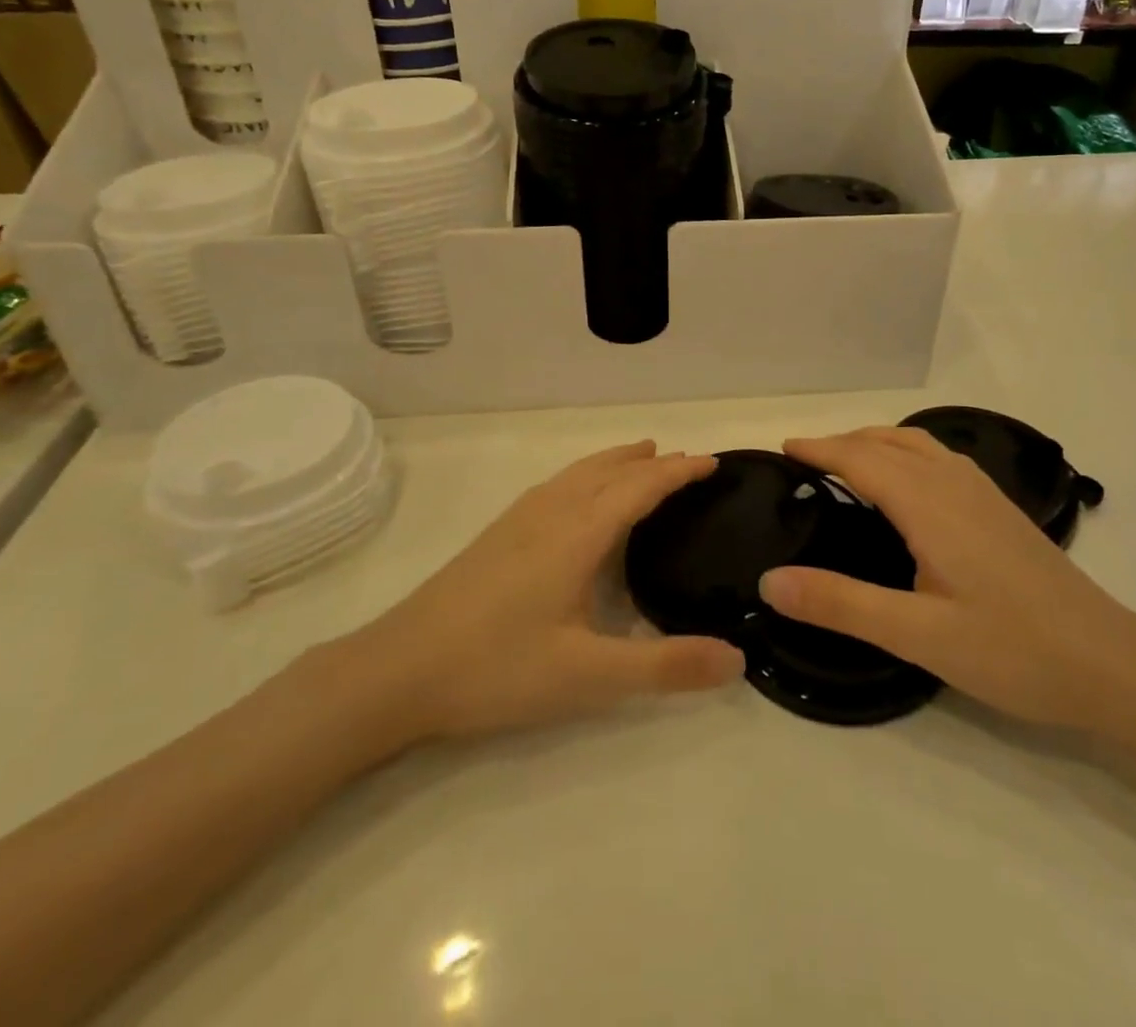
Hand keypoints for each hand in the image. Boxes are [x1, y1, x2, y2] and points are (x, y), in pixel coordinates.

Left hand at [321, 442, 744, 752]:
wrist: (397, 670)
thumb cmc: (497, 668)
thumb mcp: (589, 677)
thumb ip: (664, 667)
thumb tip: (738, 659)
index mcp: (578, 534)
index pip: (640, 487)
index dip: (678, 472)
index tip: (712, 461)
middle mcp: (551, 513)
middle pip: (610, 471)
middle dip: (651, 463)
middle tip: (687, 461)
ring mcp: (519, 520)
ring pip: (579, 473)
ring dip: (616, 462)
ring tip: (640, 457)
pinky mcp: (497, 534)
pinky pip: (557, 485)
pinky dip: (586, 475)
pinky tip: (577, 496)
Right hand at [759, 428, 1135, 732]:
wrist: (1112, 664)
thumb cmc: (1013, 650)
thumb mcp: (917, 634)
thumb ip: (840, 603)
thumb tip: (768, 581)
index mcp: (928, 504)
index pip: (861, 458)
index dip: (820, 449)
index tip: (783, 448)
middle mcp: (955, 484)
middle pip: (888, 442)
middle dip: (842, 442)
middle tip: (805, 459)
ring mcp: (984, 494)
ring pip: (918, 444)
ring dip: (876, 442)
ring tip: (848, 462)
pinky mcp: (1002, 509)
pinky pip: (940, 458)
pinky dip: (906, 453)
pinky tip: (909, 485)